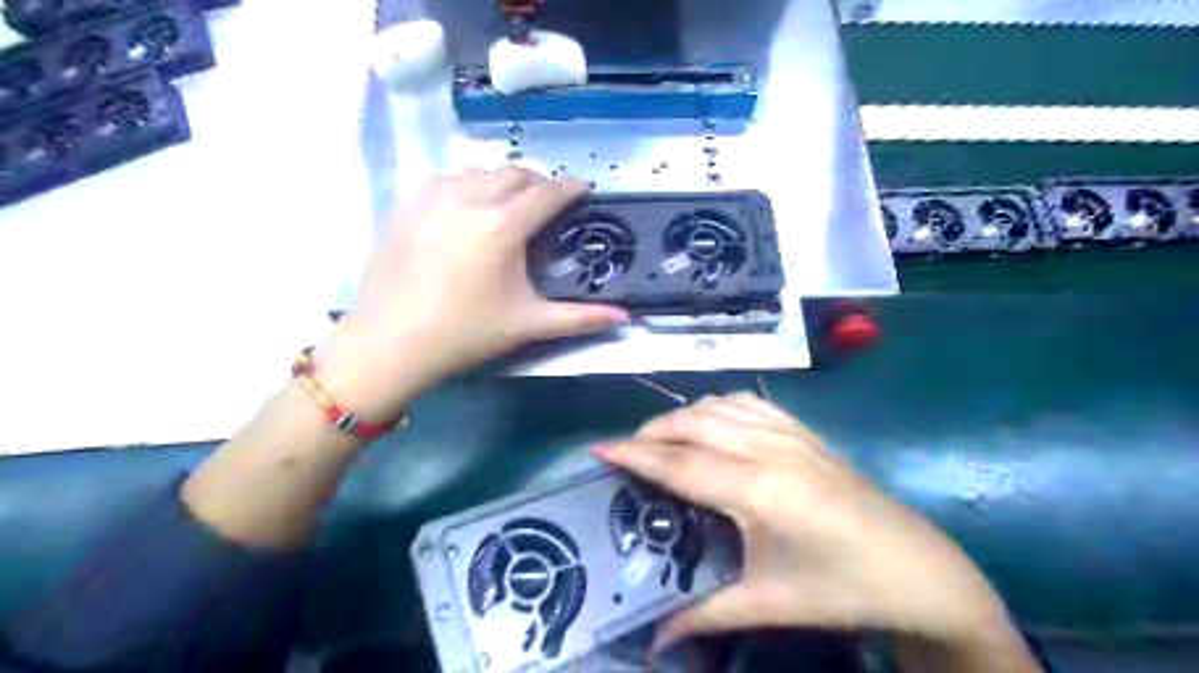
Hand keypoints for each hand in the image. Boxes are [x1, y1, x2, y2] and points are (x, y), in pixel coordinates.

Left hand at [312, 168, 629, 415]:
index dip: (570, 188)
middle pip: (514, 173)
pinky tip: (465, 207)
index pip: (547, 193)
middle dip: (538, 182)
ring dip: (501, 181)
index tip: (584, 190)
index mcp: (502, 226)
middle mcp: (468, 200)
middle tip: (549, 202)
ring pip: (477, 171)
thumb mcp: (528, 324)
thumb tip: (625, 319)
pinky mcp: (406, 206)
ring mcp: (432, 199)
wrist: (391, 343)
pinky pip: (444, 180)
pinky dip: (465, 185)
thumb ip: (581, 318)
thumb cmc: (466, 334)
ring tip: (509, 203)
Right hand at [595, 397, 1014, 647]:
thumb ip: (703, 614)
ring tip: (663, 439)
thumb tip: (652, 641)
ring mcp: (790, 433)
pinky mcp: (805, 431)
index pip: (678, 464)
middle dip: (651, 431)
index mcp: (756, 490)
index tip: (598, 448)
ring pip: (718, 405)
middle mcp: (768, 449)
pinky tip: (711, 423)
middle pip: (692, 424)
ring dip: (683, 416)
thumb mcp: (767, 604)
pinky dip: (717, 406)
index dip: (634, 454)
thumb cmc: (842, 589)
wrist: (919, 570)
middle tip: (627, 452)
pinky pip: (748, 403)